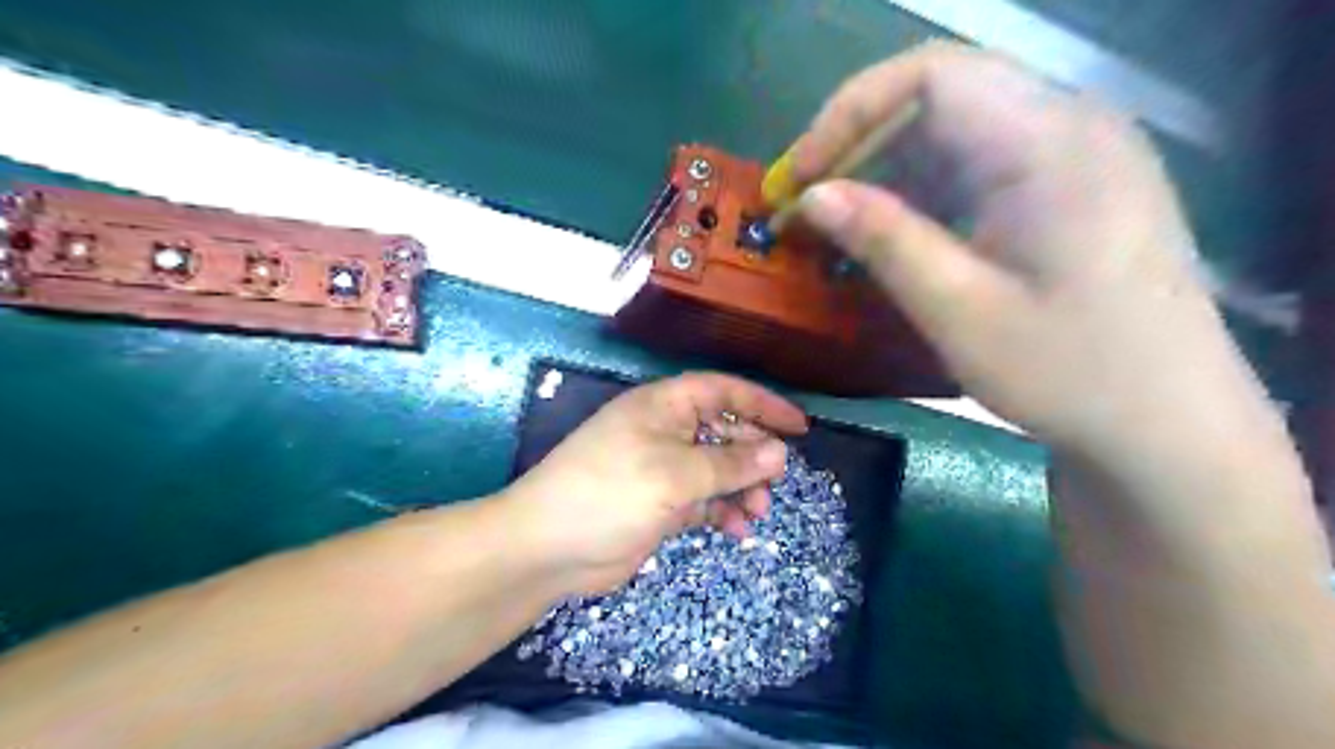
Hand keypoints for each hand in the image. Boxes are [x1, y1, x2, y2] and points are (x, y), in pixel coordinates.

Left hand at [491, 372, 802, 592]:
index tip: (799, 427)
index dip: (762, 404)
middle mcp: (664, 431)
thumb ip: (730, 463)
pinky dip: (720, 511)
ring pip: (715, 468)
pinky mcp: (658, 502)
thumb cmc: (610, 492)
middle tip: (776, 480)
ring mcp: (660, 468)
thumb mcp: (675, 474)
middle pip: (722, 431)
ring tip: (757, 512)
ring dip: (740, 487)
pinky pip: (701, 499)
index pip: (722, 392)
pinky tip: (735, 530)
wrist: (547, 547)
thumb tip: (778, 452)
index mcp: (663, 406)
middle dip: (752, 454)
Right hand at [785, 41, 1277, 460]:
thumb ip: (884, 240)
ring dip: (888, 168)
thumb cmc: (1068, 373)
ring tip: (840, 224)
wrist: (1171, 425)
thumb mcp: (959, 311)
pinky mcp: (1071, 186)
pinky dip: (925, 189)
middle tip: (809, 202)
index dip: (848, 114)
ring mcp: (1077, 153)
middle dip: (860, 141)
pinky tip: (897, 233)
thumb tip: (811, 196)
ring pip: (958, 127)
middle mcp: (1070, 125)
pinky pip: (981, 161)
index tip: (800, 178)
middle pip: (941, 93)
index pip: (930, 75)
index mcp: (1049, 143)